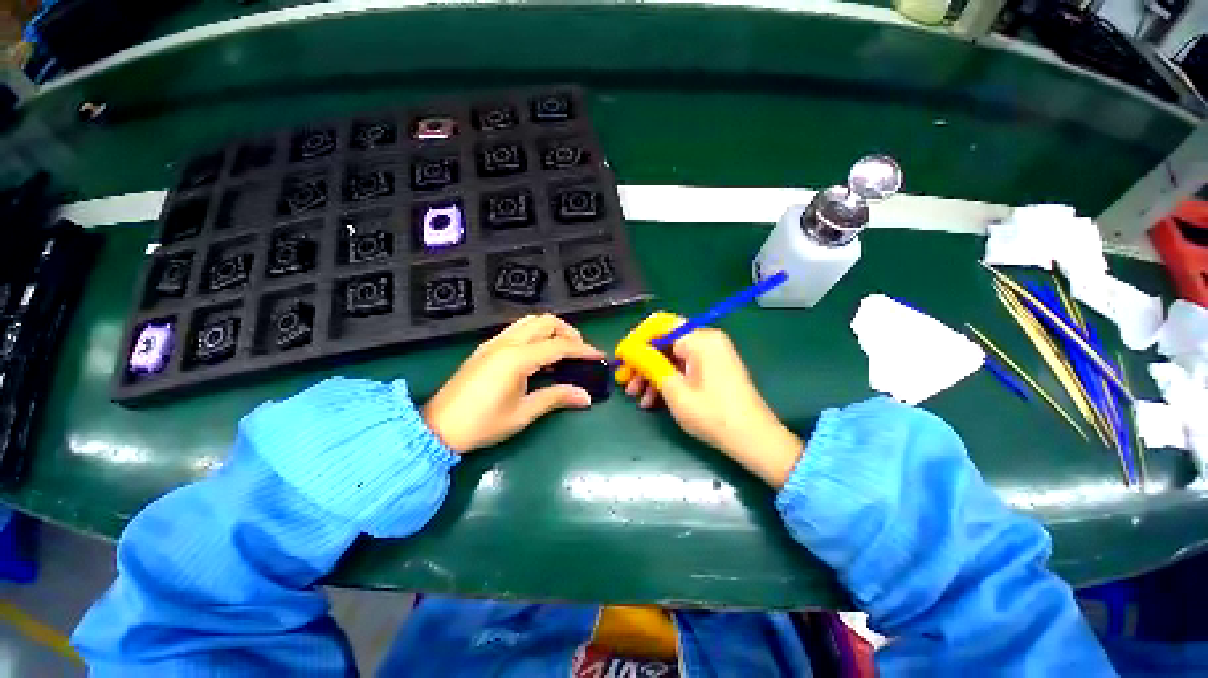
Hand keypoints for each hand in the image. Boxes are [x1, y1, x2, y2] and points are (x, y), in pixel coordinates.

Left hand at [424, 314, 603, 453]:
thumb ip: (556, 397)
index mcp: (517, 358)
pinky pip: (517, 330)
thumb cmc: (482, 424)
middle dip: (568, 332)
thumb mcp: (523, 413)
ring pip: (530, 321)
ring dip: (551, 330)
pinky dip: (535, 334)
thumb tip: (586, 396)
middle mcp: (506, 342)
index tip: (599, 356)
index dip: (583, 350)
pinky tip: (538, 355)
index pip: (559, 346)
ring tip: (561, 350)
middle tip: (579, 352)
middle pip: (545, 322)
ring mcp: (494, 342)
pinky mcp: (486, 348)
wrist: (437, 428)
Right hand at [615, 314, 802, 487]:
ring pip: (671, 357)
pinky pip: (682, 367)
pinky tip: (651, 400)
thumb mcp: (675, 390)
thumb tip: (628, 349)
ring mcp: (710, 355)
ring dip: (651, 374)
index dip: (636, 340)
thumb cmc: (713, 415)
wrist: (755, 441)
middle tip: (624, 381)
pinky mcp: (712, 369)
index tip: (620, 358)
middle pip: (664, 342)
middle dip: (641, 361)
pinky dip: (666, 380)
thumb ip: (649, 364)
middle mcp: (706, 340)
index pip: (659, 326)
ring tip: (636, 396)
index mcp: (700, 339)